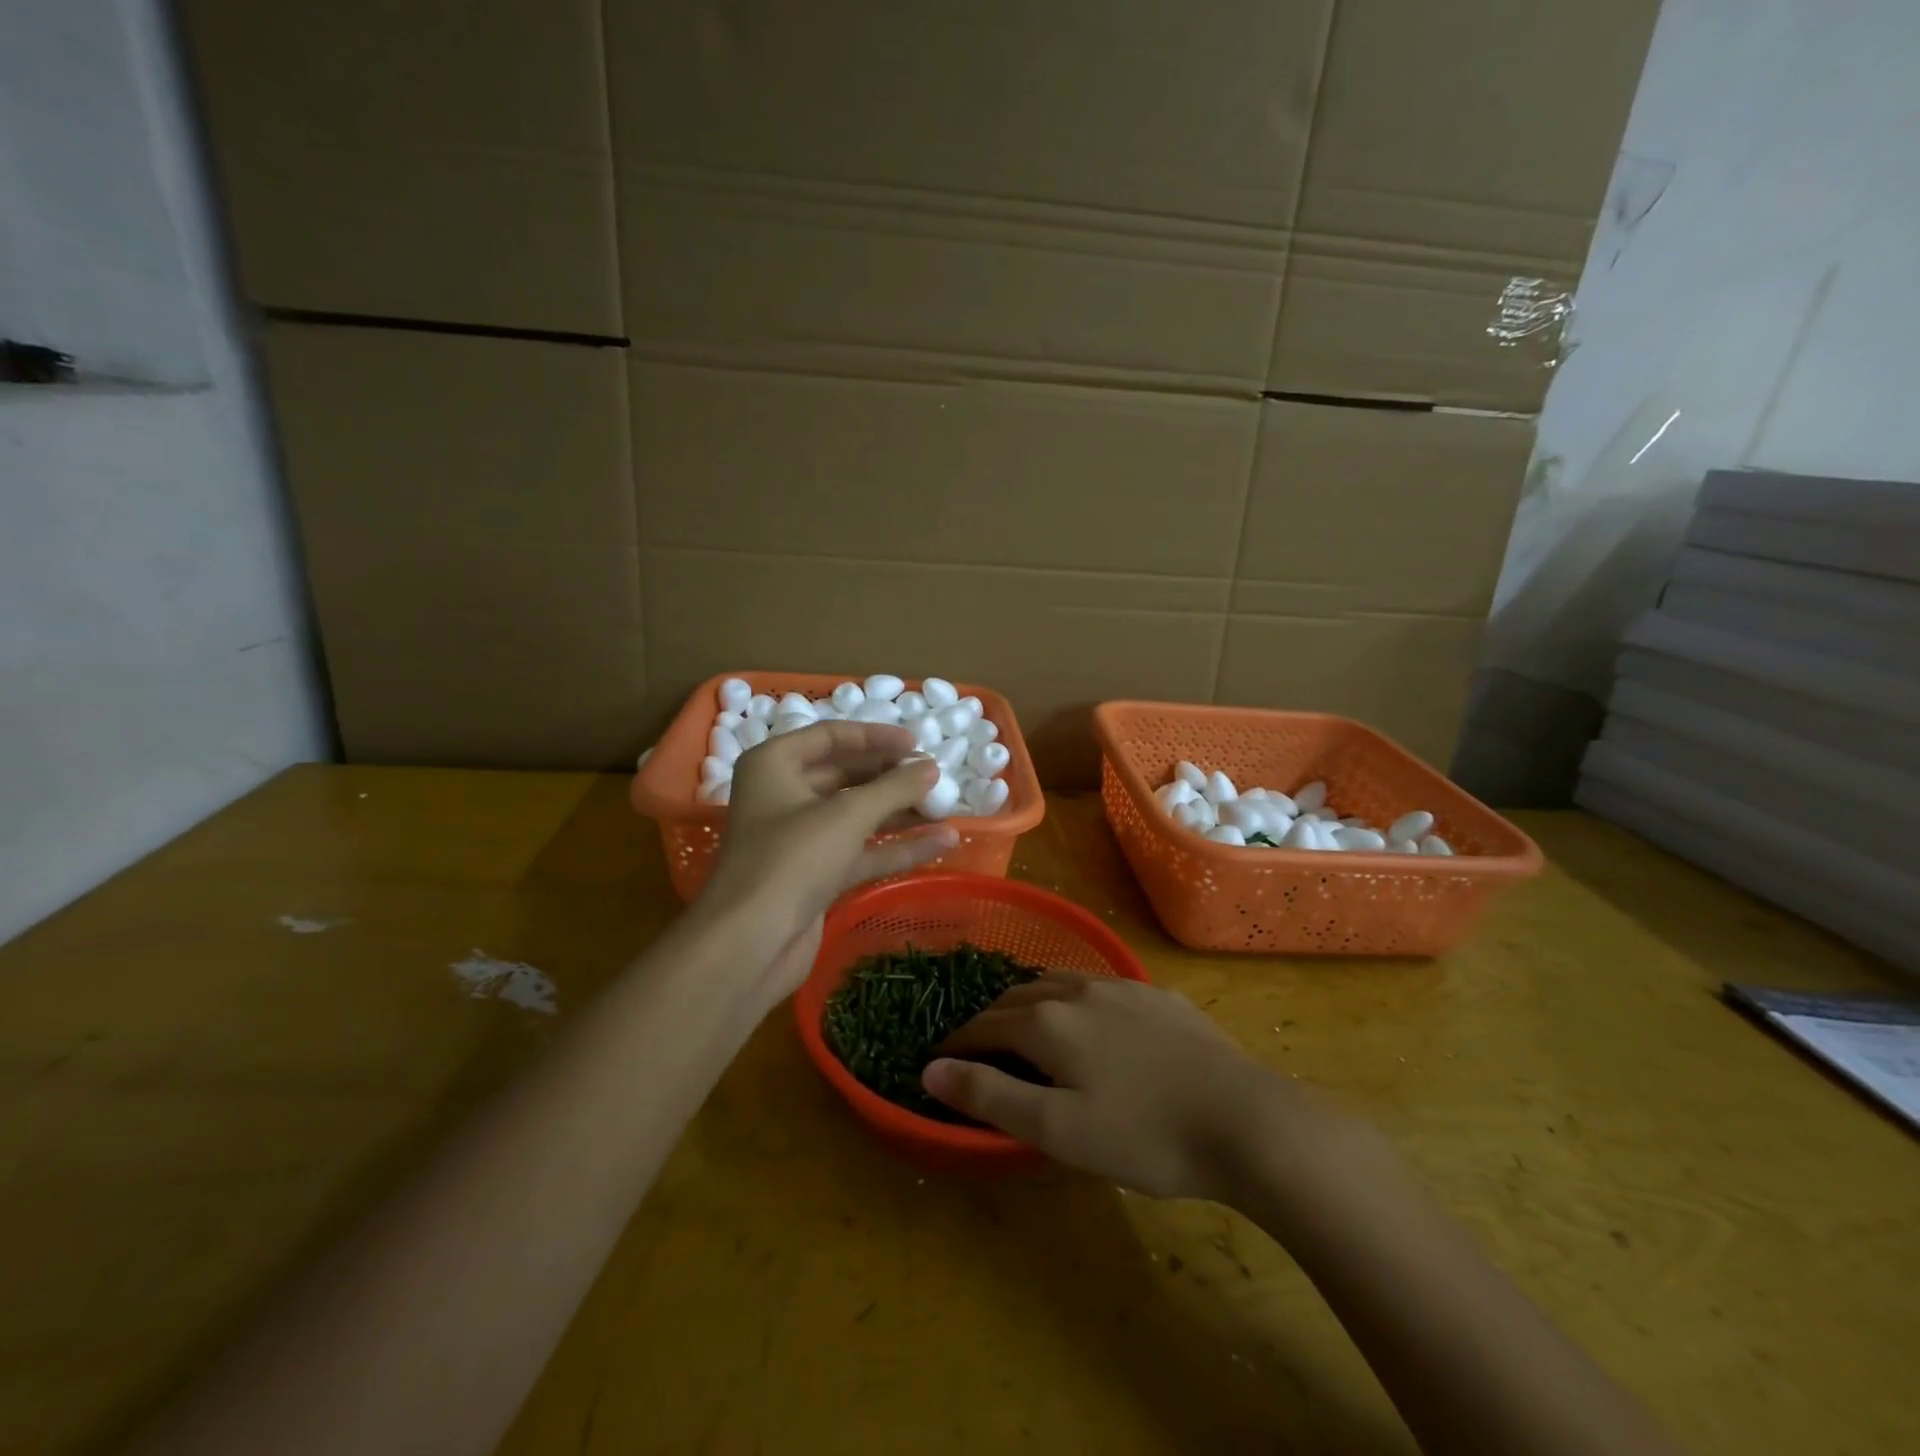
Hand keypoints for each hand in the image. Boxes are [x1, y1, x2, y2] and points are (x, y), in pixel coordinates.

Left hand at [697, 722, 957, 996]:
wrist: (751, 944)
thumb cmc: (792, 859)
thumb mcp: (847, 815)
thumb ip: (894, 787)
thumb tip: (932, 767)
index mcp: (775, 764)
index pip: (831, 736)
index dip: (876, 737)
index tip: (917, 744)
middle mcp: (783, 795)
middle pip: (845, 774)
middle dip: (891, 776)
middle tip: (934, 776)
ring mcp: (799, 838)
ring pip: (856, 815)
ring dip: (899, 812)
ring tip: (946, 807)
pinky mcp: (815, 875)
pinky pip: (861, 850)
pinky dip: (896, 846)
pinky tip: (940, 843)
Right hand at [923, 975, 1296, 1199]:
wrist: (1244, 1119)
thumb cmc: (1143, 1134)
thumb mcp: (1057, 1129)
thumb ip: (989, 1095)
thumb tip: (930, 1070)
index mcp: (1048, 1021)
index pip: (985, 1025)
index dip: (957, 1043)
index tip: (939, 1060)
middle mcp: (1078, 989)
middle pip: (1018, 997)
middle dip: (990, 1019)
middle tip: (979, 1048)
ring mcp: (1122, 986)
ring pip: (1058, 983)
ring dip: (1031, 1002)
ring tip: (1026, 1026)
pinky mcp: (1158, 995)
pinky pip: (1099, 987)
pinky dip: (1074, 1000)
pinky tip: (1091, 1021)